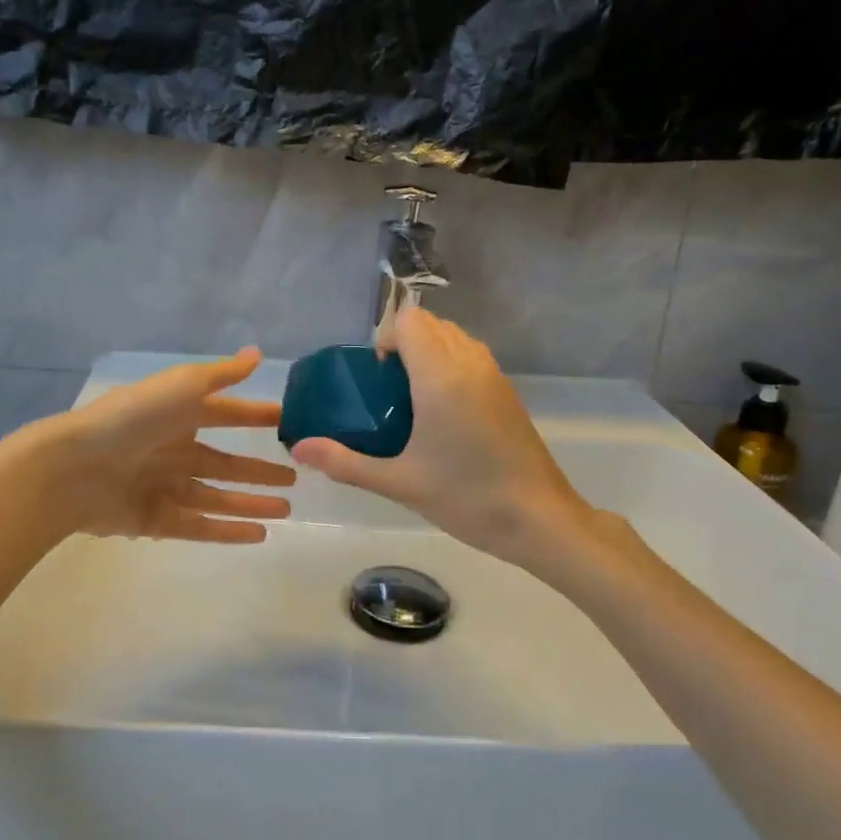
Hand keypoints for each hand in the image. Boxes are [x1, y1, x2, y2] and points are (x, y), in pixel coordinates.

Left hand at [35, 349, 296, 543]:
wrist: (74, 467)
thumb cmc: (132, 419)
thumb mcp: (181, 385)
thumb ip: (221, 374)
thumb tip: (258, 353)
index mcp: (178, 415)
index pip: (226, 414)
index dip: (255, 416)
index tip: (288, 422)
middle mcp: (173, 451)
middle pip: (225, 462)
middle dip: (258, 470)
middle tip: (295, 477)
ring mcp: (164, 488)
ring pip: (217, 497)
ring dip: (251, 503)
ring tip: (286, 511)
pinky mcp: (154, 520)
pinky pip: (199, 526)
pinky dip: (228, 530)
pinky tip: (258, 534)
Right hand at [291, 309, 592, 565]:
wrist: (539, 519)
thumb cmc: (466, 498)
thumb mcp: (399, 482)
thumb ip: (345, 462)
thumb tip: (300, 448)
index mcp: (441, 377)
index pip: (410, 320)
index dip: (387, 339)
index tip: (378, 378)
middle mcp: (470, 363)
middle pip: (431, 323)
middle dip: (404, 344)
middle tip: (389, 392)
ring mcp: (494, 375)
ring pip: (453, 337)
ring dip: (429, 353)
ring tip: (414, 401)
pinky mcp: (507, 390)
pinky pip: (471, 356)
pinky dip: (451, 365)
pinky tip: (444, 415)